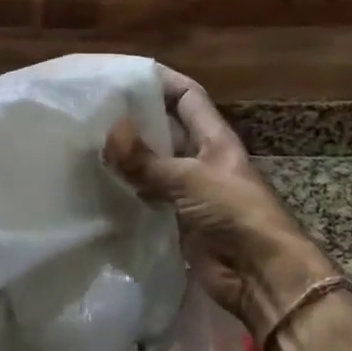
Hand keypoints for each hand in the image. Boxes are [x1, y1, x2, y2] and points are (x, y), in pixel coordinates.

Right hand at [104, 67, 336, 343]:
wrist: (262, 277)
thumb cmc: (235, 214)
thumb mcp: (189, 179)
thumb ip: (146, 159)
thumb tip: (107, 133)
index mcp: (213, 138)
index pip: (187, 96)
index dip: (161, 81)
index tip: (125, 73)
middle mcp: (201, 159)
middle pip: (166, 128)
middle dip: (135, 119)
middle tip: (94, 110)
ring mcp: (190, 191)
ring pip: (153, 163)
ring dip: (127, 157)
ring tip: (88, 143)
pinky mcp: (179, 220)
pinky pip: (148, 197)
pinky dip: (127, 191)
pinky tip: (99, 185)